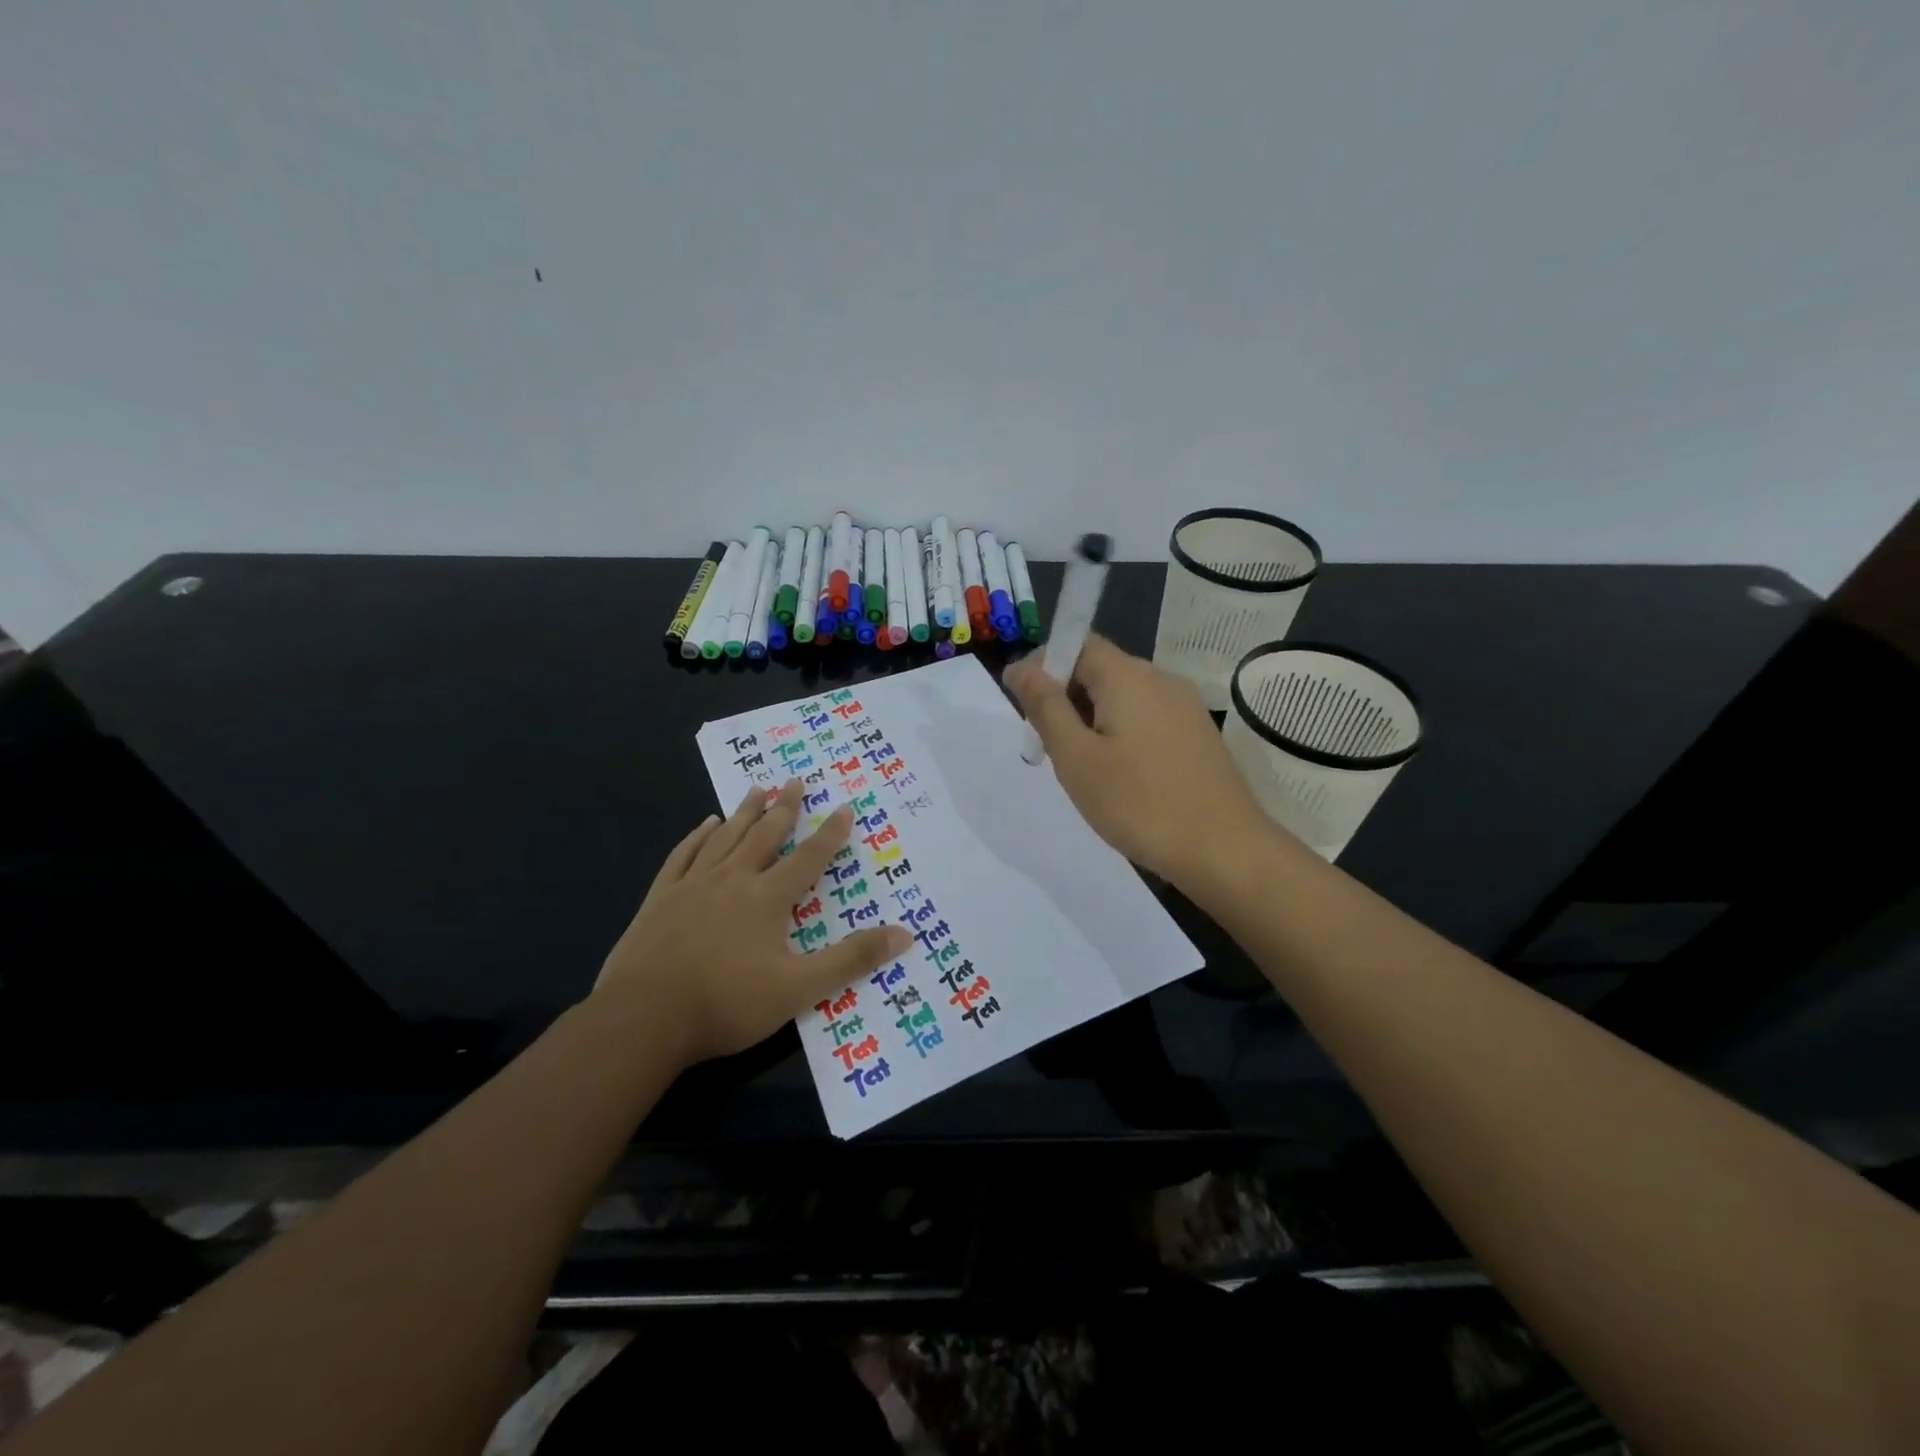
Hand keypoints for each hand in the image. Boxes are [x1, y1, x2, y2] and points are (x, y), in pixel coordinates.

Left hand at [593, 781, 911, 1066]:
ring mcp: (693, 885)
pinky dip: (698, 836)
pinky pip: (684, 855)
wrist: (643, 1018)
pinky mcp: (661, 898)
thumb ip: (851, 960)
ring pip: (725, 837)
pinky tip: (705, 825)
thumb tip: (905, 933)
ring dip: (744, 812)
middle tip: (795, 780)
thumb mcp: (799, 988)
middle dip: (784, 808)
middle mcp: (733, 880)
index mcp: (767, 898)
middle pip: (764, 835)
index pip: (808, 857)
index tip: (844, 807)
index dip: (830, 833)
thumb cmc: (727, 1003)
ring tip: (758, 788)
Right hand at [1004, 634, 1272, 886]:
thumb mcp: (1077, 757)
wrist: (1224, 850)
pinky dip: (1121, 733)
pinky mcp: (1198, 735)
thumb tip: (1019, 667)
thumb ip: (1045, 707)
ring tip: (1080, 766)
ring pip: (1124, 697)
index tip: (1021, 704)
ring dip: (1092, 718)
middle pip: (1101, 669)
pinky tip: (1119, 775)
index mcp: (1128, 676)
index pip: (1077, 643)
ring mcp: (1185, 707)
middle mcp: (1161, 679)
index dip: (1043, 664)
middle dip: (1065, 696)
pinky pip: (1147, 718)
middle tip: (1045, 744)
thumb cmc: (1138, 803)